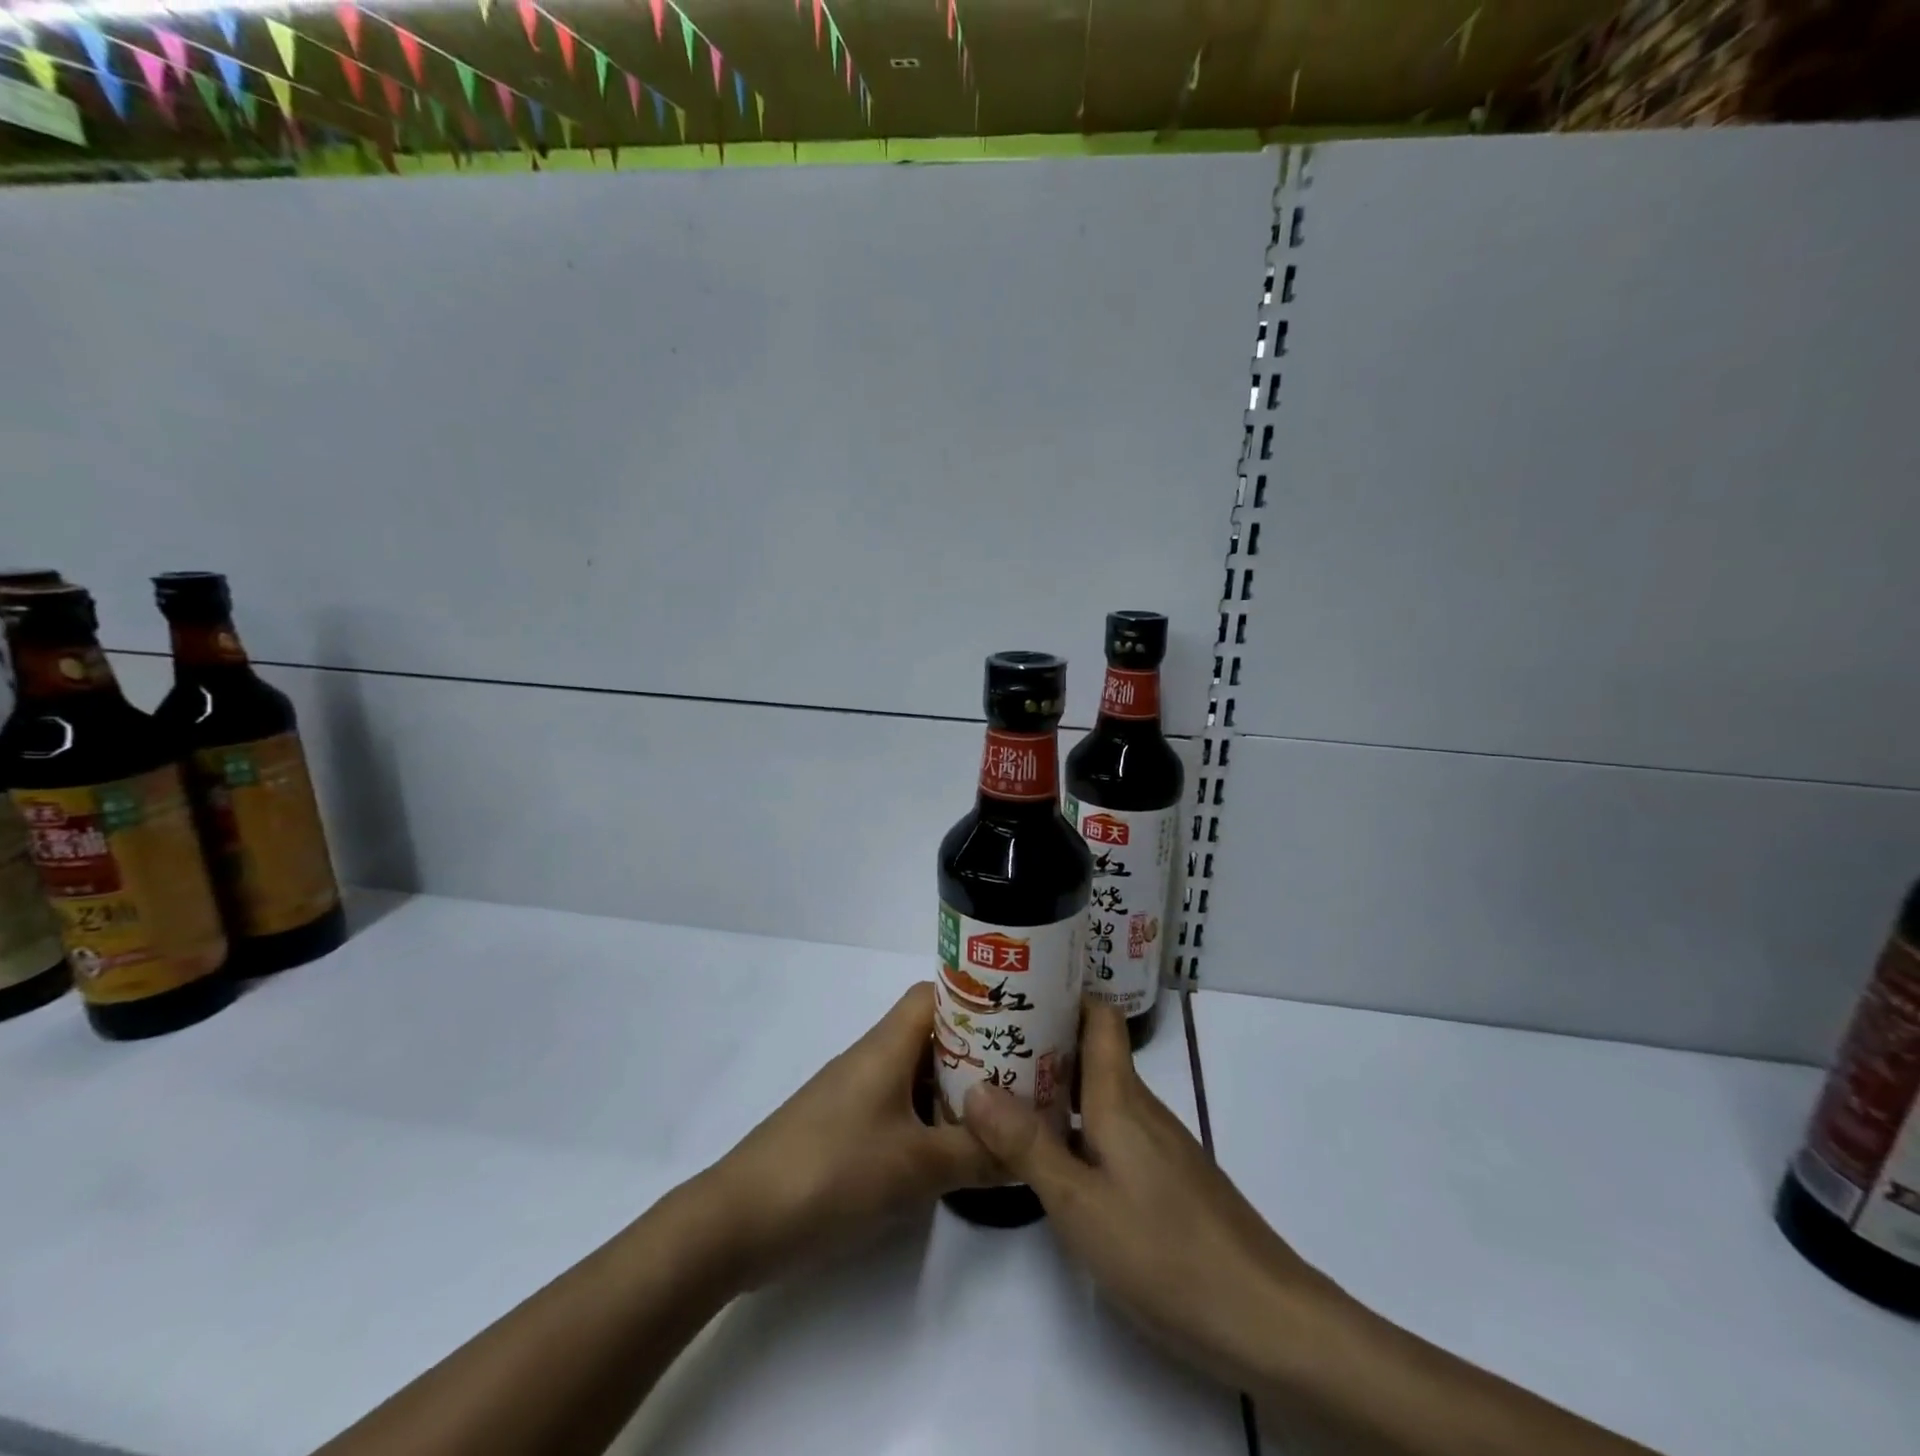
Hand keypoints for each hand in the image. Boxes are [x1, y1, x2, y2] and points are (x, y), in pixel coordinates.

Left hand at [696, 982, 997, 1288]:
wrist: (738, 1221)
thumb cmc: (832, 1172)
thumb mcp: (916, 1167)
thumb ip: (976, 1156)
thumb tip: (1027, 1152)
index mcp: (886, 1046)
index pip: (936, 994)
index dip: (977, 999)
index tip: (1018, 1019)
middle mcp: (871, 1059)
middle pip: (932, 1035)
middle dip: (978, 1050)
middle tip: (1025, 1074)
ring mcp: (854, 1095)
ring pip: (916, 1075)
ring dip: (954, 1089)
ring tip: (1001, 1114)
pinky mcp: (843, 1130)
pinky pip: (898, 1108)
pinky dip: (928, 1119)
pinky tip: (951, 1151)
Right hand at [962, 1000, 1345, 1392]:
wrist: (1265, 1319)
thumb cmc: (1165, 1251)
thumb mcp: (1079, 1203)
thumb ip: (1027, 1145)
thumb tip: (975, 1087)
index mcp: (1120, 1098)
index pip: (1098, 1016)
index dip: (1062, 994)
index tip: (1017, 989)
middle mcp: (1139, 1108)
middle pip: (1091, 1052)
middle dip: (1042, 1042)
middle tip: (986, 1045)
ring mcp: (1156, 1144)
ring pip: (1099, 1094)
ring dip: (1055, 1087)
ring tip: (1003, 1093)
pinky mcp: (1165, 1178)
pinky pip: (1111, 1129)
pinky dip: (1076, 1126)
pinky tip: (1051, 1155)